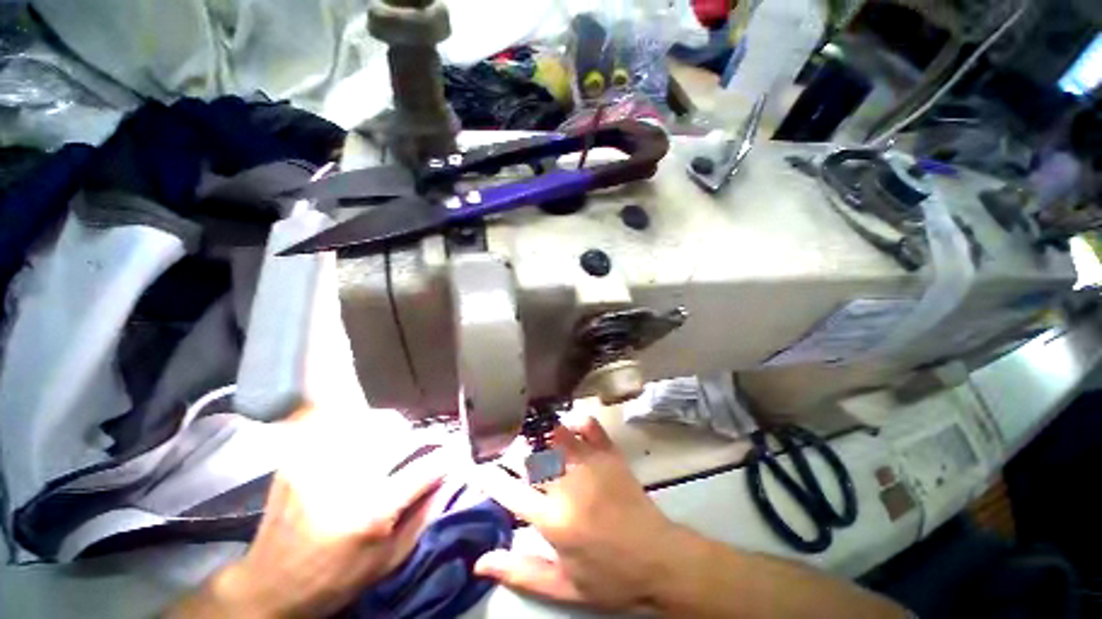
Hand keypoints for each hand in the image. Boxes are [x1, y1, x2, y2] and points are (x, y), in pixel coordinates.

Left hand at [168, 411, 448, 618]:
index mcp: (371, 513)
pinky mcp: (297, 457)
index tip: (455, 453)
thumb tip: (450, 477)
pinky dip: (354, 423)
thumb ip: (425, 516)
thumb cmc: (334, 581)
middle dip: (420, 437)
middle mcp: (346, 480)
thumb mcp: (388, 561)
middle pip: (399, 434)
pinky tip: (357, 436)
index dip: (448, 456)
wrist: (268, 586)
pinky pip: (337, 422)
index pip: (426, 467)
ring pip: (370, 421)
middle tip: (422, 447)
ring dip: (390, 428)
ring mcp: (317, 463)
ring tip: (391, 442)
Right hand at [471, 416, 684, 612]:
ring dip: (539, 433)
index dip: (489, 477)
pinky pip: (589, 426)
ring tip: (531, 433)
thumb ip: (520, 572)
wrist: (658, 559)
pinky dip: (576, 422)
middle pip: (531, 456)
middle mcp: (567, 485)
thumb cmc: (609, 577)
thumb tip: (480, 563)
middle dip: (514, 450)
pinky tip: (569, 426)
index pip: (510, 492)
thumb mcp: (562, 586)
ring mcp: (590, 464)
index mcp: (553, 520)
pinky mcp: (609, 454)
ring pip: (555, 436)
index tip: (478, 467)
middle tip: (507, 449)